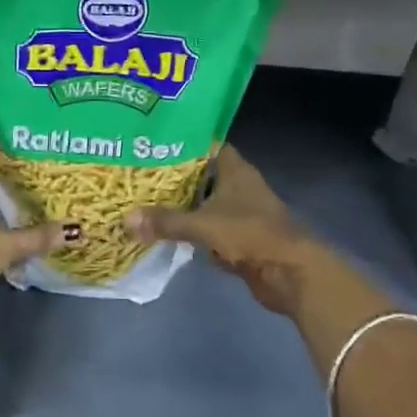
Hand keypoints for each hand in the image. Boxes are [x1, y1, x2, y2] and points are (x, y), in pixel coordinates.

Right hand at [124, 146, 314, 319]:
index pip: (207, 145)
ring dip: (181, 206)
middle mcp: (238, 187)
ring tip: (144, 201)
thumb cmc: (251, 234)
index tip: (153, 143)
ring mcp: (240, 213)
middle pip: (202, 175)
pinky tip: (165, 231)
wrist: (291, 273)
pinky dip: (191, 231)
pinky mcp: (239, 238)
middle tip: (139, 174)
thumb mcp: (204, 225)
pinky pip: (208, 229)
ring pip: (204, 203)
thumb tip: (126, 220)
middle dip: (174, 177)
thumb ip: (166, 222)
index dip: (184, 142)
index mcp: (235, 170)